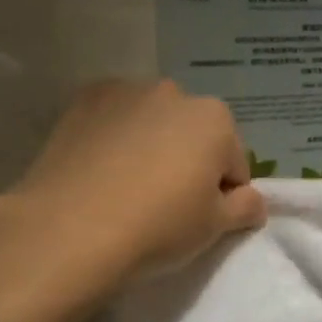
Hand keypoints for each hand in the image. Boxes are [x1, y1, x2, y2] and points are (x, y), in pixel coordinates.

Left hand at [7, 79, 265, 288]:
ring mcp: (124, 92)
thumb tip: (251, 200)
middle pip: (192, 135)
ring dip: (149, 147)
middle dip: (187, 162)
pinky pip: (113, 122)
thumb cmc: (157, 228)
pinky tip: (98, 173)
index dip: (223, 195)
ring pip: (151, 124)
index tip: (201, 220)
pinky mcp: (83, 101)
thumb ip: (245, 208)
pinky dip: (113, 139)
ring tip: (126, 190)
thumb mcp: (215, 228)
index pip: (234, 162)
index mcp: (215, 119)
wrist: (71, 230)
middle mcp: (173, 92)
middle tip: (164, 205)